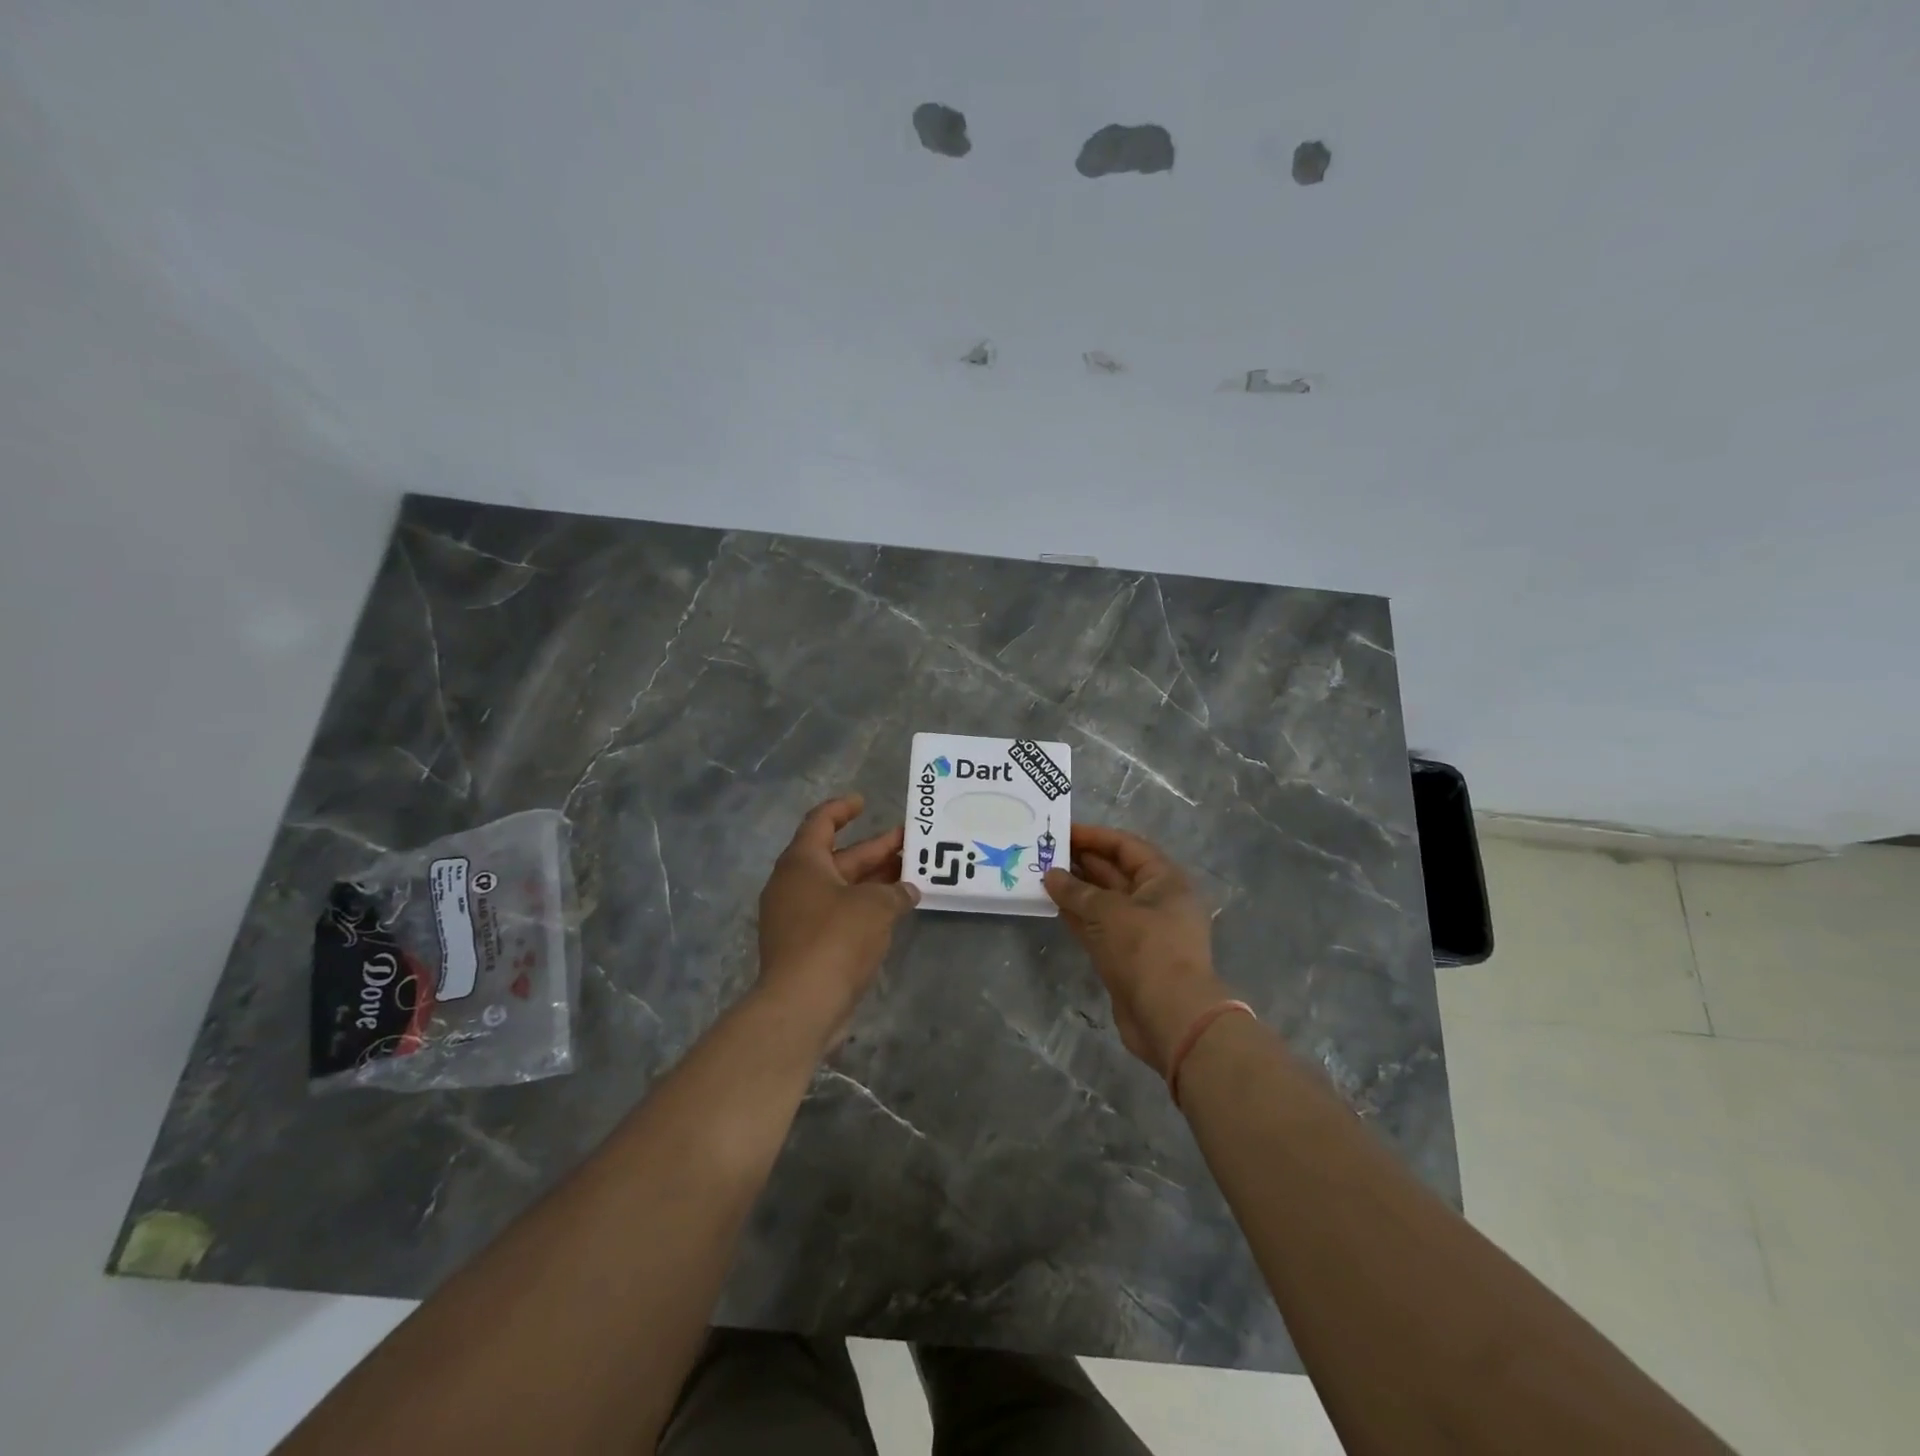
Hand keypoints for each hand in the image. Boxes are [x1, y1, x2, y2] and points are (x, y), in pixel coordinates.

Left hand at [756, 795, 919, 1043]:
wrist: (802, 1004)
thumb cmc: (836, 938)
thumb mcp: (875, 906)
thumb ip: (895, 892)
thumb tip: (907, 890)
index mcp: (802, 863)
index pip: (820, 822)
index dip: (841, 809)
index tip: (863, 802)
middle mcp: (794, 885)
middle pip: (837, 858)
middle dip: (874, 850)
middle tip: (909, 842)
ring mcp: (796, 918)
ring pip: (840, 888)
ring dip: (872, 880)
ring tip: (910, 875)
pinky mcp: (804, 946)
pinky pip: (837, 914)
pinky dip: (863, 907)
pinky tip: (892, 911)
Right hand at [1044, 824, 1230, 1074]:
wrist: (1170, 1017)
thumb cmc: (1146, 949)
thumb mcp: (1109, 911)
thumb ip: (1077, 891)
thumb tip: (1051, 875)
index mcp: (1165, 880)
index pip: (1127, 846)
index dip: (1094, 837)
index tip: (1061, 832)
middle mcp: (1156, 901)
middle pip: (1116, 872)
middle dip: (1082, 862)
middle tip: (1044, 853)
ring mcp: (1142, 931)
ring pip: (1104, 901)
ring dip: (1076, 890)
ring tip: (1041, 875)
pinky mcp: (1127, 957)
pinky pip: (1099, 927)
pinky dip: (1078, 916)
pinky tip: (1052, 905)